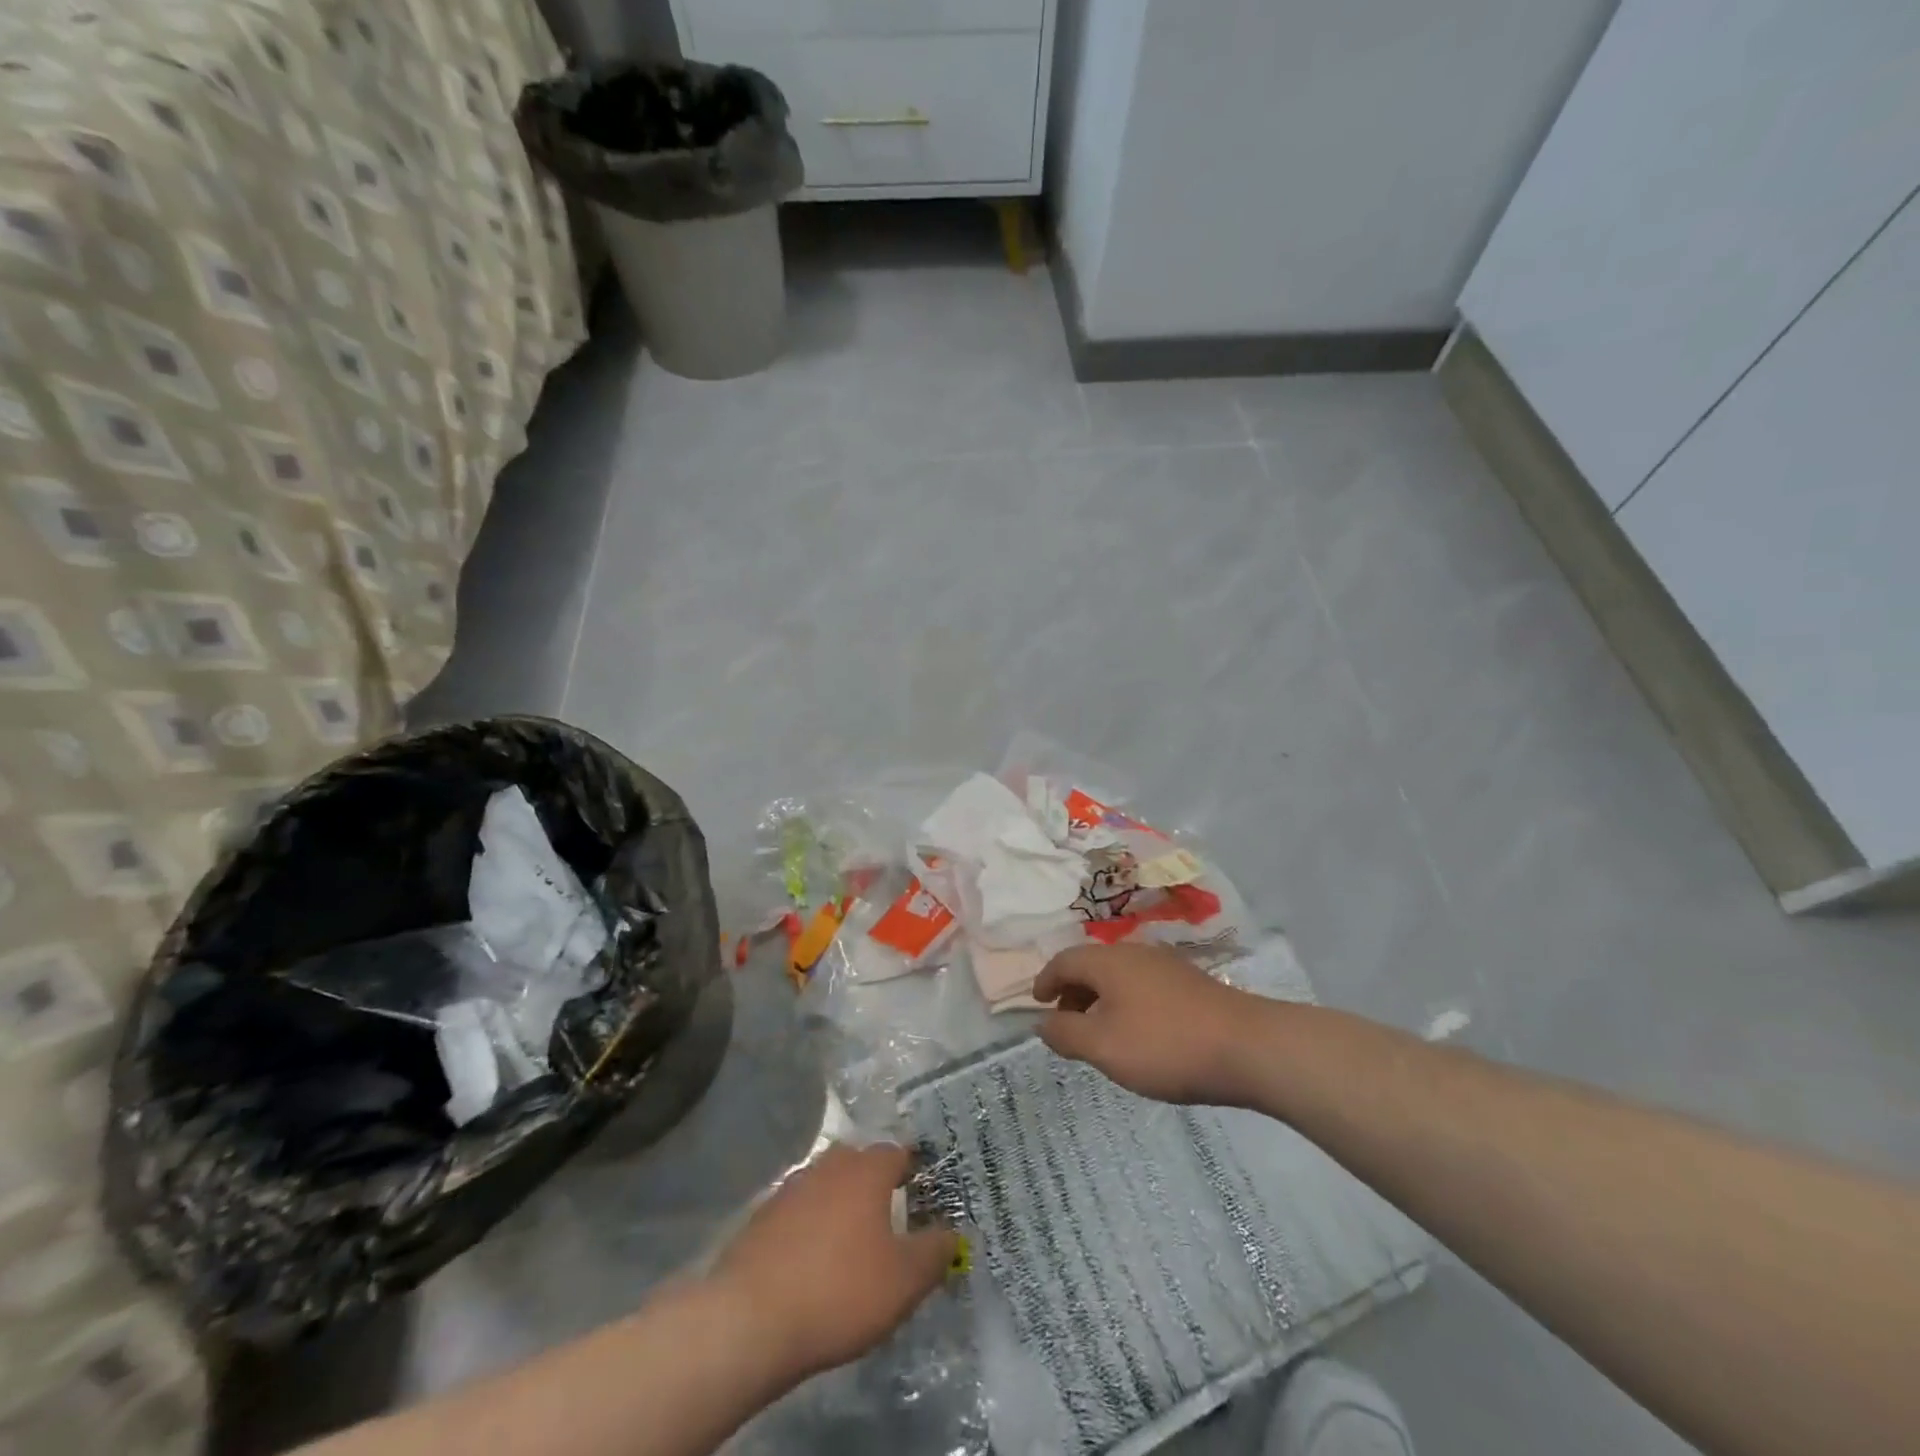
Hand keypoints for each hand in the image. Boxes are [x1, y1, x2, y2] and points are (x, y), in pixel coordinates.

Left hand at [711, 1143, 956, 1383]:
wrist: (750, 1319)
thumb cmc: (840, 1292)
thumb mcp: (904, 1281)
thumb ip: (934, 1253)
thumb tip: (952, 1233)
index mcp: (866, 1171)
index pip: (897, 1153)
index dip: (912, 1168)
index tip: (921, 1189)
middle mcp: (829, 1166)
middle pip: (858, 1162)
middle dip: (874, 1181)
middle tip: (888, 1213)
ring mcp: (792, 1188)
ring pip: (826, 1184)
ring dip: (840, 1202)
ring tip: (850, 1239)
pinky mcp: (762, 1217)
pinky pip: (798, 1211)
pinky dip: (810, 1225)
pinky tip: (812, 1259)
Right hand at [1035, 944, 1266, 1105]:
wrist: (1248, 1047)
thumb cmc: (1166, 1045)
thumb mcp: (1104, 1046)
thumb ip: (1066, 1033)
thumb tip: (1043, 1022)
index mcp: (1109, 961)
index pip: (1065, 960)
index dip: (1046, 980)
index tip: (1037, 1002)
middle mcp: (1135, 954)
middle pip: (1092, 965)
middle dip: (1073, 991)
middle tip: (1065, 1023)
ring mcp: (1166, 966)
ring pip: (1119, 976)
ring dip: (1100, 999)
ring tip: (1099, 1033)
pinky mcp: (1190, 984)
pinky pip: (1142, 986)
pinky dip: (1126, 1003)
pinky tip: (1138, 1033)